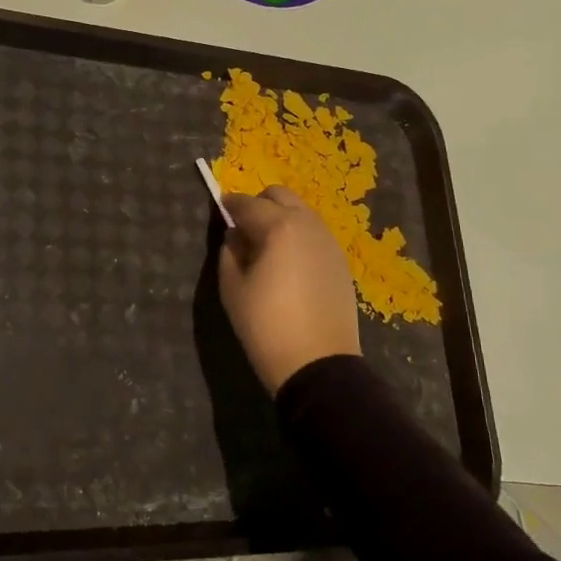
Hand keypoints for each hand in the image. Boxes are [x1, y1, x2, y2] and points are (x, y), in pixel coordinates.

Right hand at [218, 185, 361, 395]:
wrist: (318, 364)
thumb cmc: (266, 325)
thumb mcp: (232, 287)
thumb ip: (229, 252)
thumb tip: (236, 235)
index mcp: (278, 227)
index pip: (247, 203)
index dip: (229, 204)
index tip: (220, 209)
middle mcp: (307, 224)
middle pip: (280, 196)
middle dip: (259, 204)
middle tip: (244, 228)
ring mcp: (329, 242)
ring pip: (301, 213)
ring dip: (281, 219)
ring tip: (266, 247)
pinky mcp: (341, 261)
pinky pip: (314, 234)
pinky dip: (298, 236)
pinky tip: (288, 263)